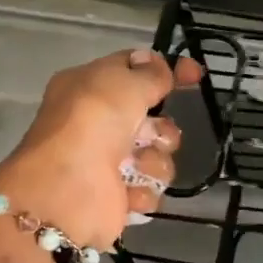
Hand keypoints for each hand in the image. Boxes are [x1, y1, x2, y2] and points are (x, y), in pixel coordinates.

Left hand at [0, 48, 203, 248]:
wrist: (67, 190)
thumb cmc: (93, 123)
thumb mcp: (124, 83)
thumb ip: (150, 74)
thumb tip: (158, 64)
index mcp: (89, 87)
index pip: (135, 70)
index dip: (166, 70)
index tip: (195, 74)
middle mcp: (97, 123)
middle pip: (153, 120)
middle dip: (162, 129)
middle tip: (152, 135)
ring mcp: (107, 162)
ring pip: (157, 156)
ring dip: (153, 161)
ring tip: (135, 167)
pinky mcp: (117, 198)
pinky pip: (150, 188)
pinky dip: (142, 190)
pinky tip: (127, 191)